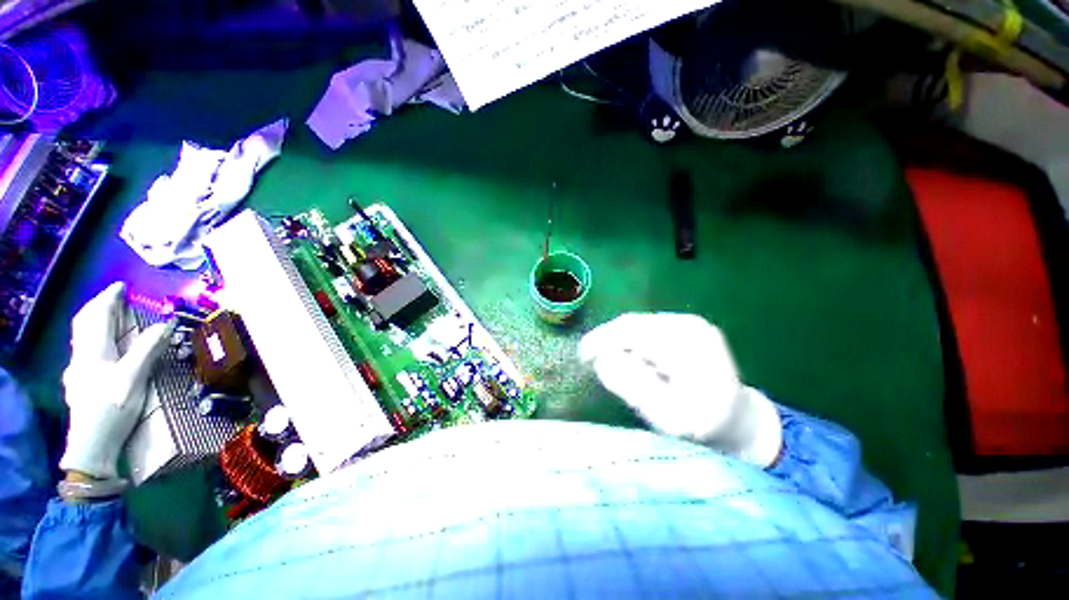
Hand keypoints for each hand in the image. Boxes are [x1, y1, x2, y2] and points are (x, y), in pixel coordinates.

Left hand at [60, 282, 172, 479]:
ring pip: (81, 338)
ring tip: (108, 318)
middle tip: (113, 298)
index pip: (98, 316)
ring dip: (93, 322)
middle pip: (84, 324)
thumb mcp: (133, 379)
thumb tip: (166, 324)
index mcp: (94, 352)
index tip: (121, 287)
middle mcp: (81, 357)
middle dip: (97, 307)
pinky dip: (93, 340)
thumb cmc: (113, 409)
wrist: (92, 446)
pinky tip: (100, 350)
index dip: (109, 299)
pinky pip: (84, 353)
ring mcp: (77, 372)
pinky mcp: (79, 385)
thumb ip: (147, 350)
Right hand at [579, 313, 781, 466]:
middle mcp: (690, 324)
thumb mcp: (669, 417)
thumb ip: (634, 387)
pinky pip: (646, 327)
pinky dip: (632, 342)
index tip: (583, 357)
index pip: (632, 332)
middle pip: (632, 324)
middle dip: (608, 342)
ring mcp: (689, 322)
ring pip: (637, 324)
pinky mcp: (685, 325)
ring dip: (620, 343)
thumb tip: (602, 360)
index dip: (602, 341)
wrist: (737, 418)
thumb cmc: (703, 424)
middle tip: (593, 363)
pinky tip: (636, 360)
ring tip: (620, 367)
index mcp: (690, 345)